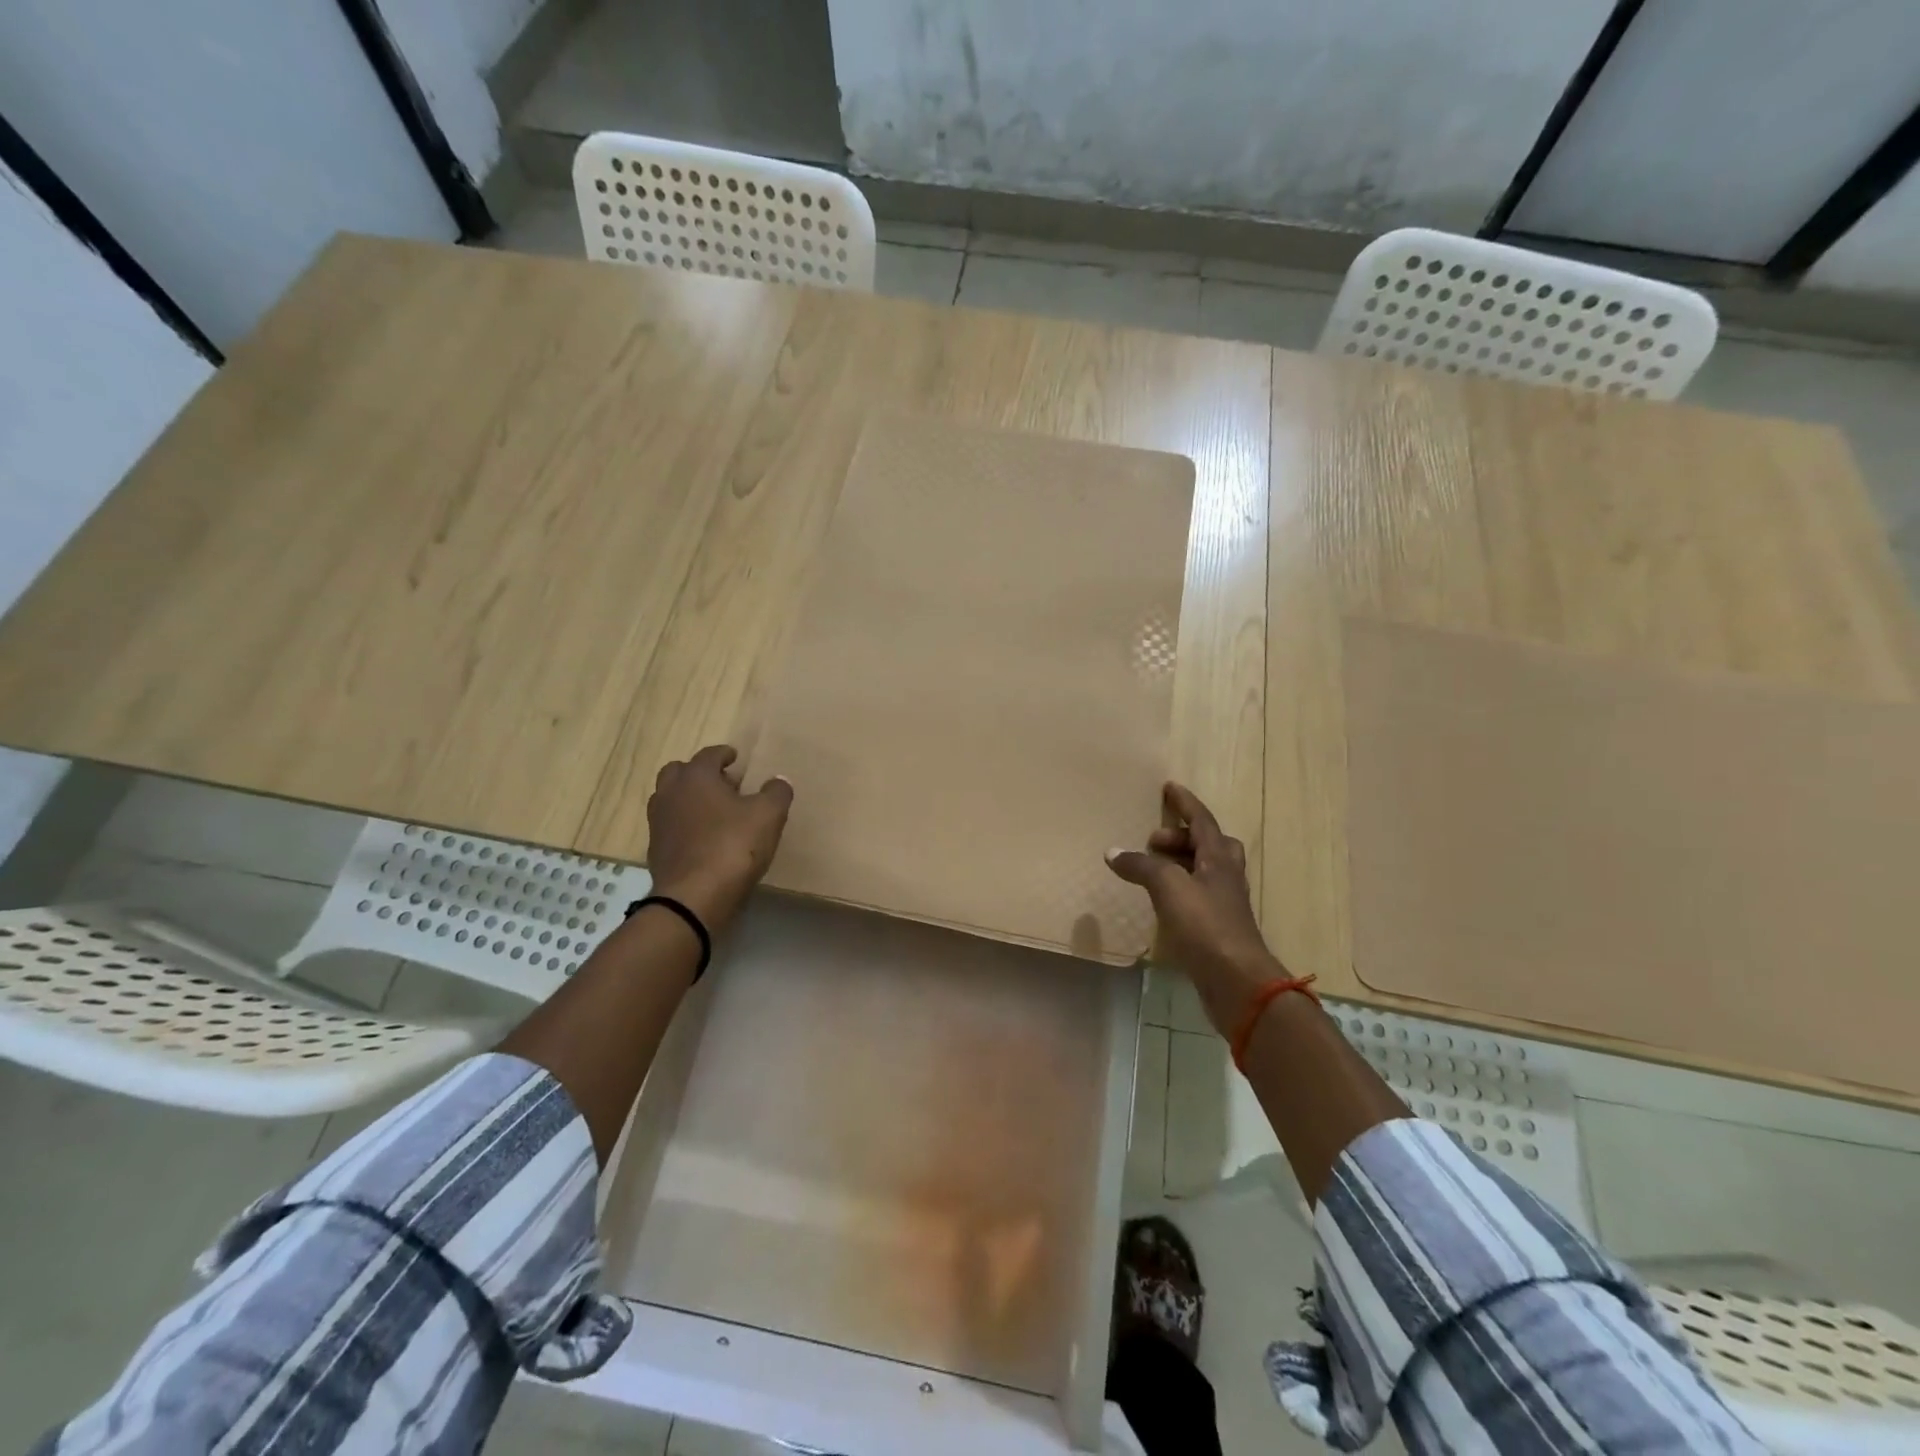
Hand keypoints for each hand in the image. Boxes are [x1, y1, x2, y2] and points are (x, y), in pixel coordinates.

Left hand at [646, 745, 792, 933]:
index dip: (725, 754)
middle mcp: (670, 793)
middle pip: (679, 772)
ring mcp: (658, 823)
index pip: (709, 755)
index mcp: (696, 777)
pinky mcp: (656, 851)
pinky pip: (670, 827)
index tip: (735, 758)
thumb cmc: (733, 846)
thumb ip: (776, 793)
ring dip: (689, 799)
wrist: (694, 898)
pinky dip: (684, 826)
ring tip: (714, 812)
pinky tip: (704, 840)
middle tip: (723, 784)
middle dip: (700, 773)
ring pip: (670, 799)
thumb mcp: (769, 815)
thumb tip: (778, 781)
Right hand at [1106, 783, 1283, 1036]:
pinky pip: (1198, 895)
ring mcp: (1225, 904)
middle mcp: (1226, 876)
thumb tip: (1113, 852)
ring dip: (1182, 863)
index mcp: (1219, 858)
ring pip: (1206, 870)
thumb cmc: (1206, 925)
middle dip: (1182, 836)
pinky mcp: (1218, 928)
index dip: (1185, 803)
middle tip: (1153, 842)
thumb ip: (1142, 866)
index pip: (1202, 820)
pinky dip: (1180, 889)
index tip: (1170, 788)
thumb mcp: (1169, 887)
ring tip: (1153, 869)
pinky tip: (1162, 902)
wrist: (1237, 981)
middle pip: (1210, 844)